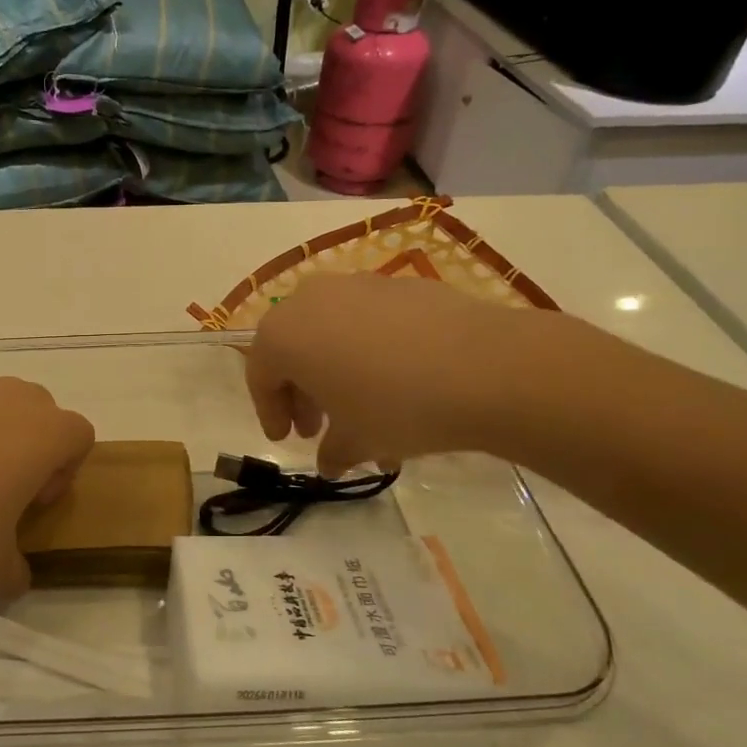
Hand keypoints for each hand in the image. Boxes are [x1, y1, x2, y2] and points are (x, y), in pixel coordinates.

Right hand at [244, 275, 548, 474]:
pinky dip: (368, 348)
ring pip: (330, 331)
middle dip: (301, 390)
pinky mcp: (400, 283)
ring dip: (335, 369)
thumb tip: (330, 463)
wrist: (486, 367)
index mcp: (283, 335)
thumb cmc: (396, 406)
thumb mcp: (355, 440)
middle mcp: (310, 299)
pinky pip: (367, 319)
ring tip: (360, 406)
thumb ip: (332, 451)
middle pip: (292, 348)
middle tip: (317, 427)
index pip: (260, 376)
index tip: (285, 439)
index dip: (270, 412)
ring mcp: (357, 285)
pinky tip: (398, 379)